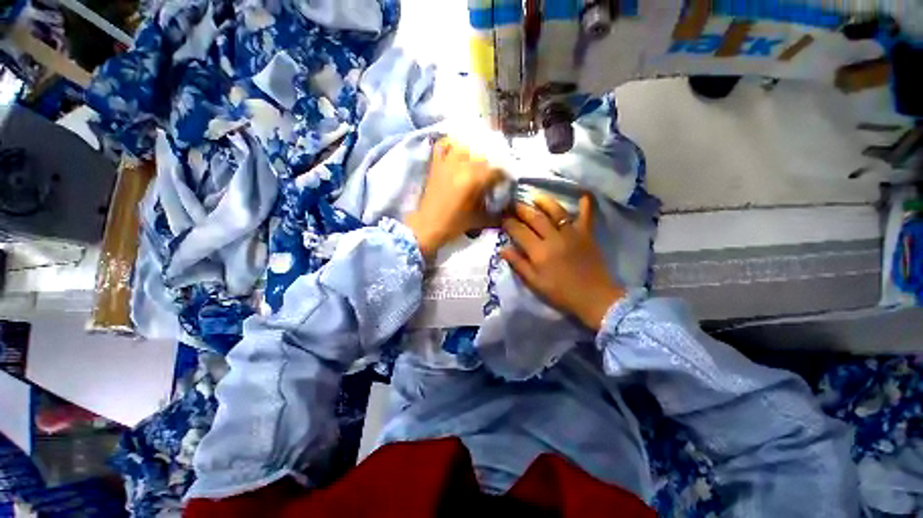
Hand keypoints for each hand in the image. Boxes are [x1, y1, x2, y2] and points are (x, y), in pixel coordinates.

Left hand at [404, 138, 503, 261]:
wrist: (427, 226)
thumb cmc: (453, 225)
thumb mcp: (478, 219)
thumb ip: (495, 213)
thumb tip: (508, 209)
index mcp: (473, 179)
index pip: (496, 170)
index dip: (504, 176)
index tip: (505, 182)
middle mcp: (461, 165)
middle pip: (483, 155)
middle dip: (492, 164)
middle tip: (493, 174)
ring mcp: (446, 162)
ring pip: (465, 146)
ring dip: (474, 152)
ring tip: (478, 162)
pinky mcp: (436, 164)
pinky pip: (443, 145)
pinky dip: (451, 145)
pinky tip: (458, 151)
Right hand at [501, 195, 624, 330]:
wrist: (594, 298)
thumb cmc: (561, 293)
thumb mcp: (535, 283)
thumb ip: (519, 264)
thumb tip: (503, 249)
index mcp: (539, 251)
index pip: (519, 231)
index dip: (509, 222)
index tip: (502, 217)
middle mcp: (554, 238)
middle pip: (535, 217)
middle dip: (522, 208)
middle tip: (513, 202)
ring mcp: (572, 234)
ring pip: (557, 211)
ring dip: (545, 201)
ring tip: (536, 196)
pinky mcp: (587, 234)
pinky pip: (587, 215)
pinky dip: (586, 204)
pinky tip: (584, 194)